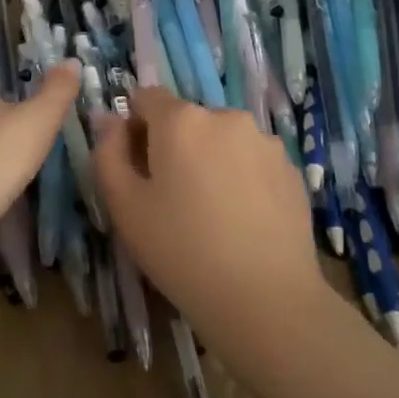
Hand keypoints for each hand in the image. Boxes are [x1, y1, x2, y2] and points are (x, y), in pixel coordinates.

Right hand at [91, 87, 324, 350]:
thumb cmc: (181, 251)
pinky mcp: (290, 168)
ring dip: (210, 160)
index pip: (146, 97)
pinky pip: (252, 160)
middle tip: (172, 199)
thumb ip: (108, 153)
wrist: (265, 299)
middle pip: (187, 119)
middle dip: (174, 146)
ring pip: (222, 139)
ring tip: (212, 213)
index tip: (138, 168)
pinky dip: (241, 178)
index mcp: (181, 120)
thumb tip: (110, 120)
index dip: (135, 127)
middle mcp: (226, 116)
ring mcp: (265, 141)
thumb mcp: (124, 206)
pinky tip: (242, 220)